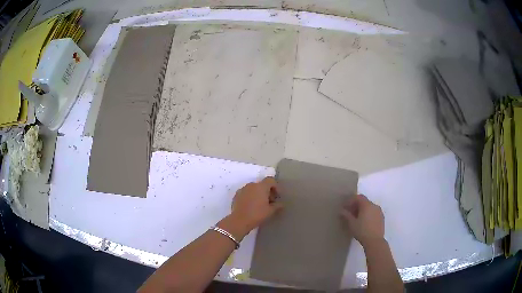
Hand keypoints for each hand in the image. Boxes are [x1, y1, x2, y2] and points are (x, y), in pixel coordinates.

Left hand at [230, 177, 283, 231]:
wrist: (239, 221)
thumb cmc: (257, 214)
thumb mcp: (270, 211)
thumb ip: (277, 206)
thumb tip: (281, 204)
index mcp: (261, 186)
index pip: (271, 180)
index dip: (275, 187)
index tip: (277, 196)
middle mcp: (251, 185)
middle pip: (262, 184)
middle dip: (267, 191)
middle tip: (270, 202)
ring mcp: (243, 189)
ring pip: (253, 188)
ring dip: (258, 194)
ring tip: (260, 205)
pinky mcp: (236, 195)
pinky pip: (246, 193)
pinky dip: (250, 197)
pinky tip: (251, 206)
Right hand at [341, 194, 384, 246]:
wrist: (375, 241)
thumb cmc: (362, 231)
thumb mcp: (352, 223)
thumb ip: (346, 215)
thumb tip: (341, 211)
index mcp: (367, 205)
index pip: (358, 197)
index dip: (351, 200)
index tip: (345, 207)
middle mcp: (374, 206)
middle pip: (364, 202)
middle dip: (356, 205)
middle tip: (349, 213)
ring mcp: (379, 212)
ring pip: (369, 207)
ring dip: (362, 210)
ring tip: (356, 219)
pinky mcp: (382, 218)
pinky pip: (373, 212)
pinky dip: (368, 214)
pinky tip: (364, 223)